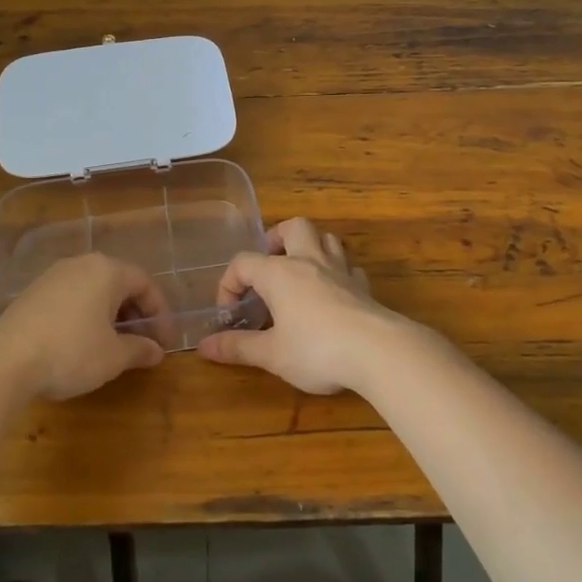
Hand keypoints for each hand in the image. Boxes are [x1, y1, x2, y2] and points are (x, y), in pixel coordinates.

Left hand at [0, 253, 167, 400]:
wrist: (5, 360)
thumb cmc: (71, 352)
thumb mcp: (113, 356)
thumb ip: (139, 349)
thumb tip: (157, 351)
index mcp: (107, 271)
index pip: (145, 284)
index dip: (161, 313)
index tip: (166, 341)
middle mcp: (82, 264)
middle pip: (119, 283)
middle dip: (136, 313)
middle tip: (144, 342)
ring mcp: (54, 275)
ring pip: (94, 290)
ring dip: (111, 314)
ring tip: (116, 344)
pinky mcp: (33, 292)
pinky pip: (73, 297)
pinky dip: (87, 315)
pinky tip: (84, 341)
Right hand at [197, 217, 426, 393]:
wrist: (378, 351)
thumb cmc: (316, 350)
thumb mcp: (272, 354)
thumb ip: (238, 347)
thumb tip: (203, 347)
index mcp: (279, 273)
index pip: (243, 263)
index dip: (229, 283)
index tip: (229, 311)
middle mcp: (309, 262)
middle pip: (294, 227)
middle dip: (277, 239)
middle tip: (269, 264)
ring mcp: (341, 271)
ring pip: (327, 239)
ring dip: (311, 248)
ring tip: (300, 272)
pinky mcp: (364, 287)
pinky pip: (349, 267)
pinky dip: (338, 273)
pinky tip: (333, 293)